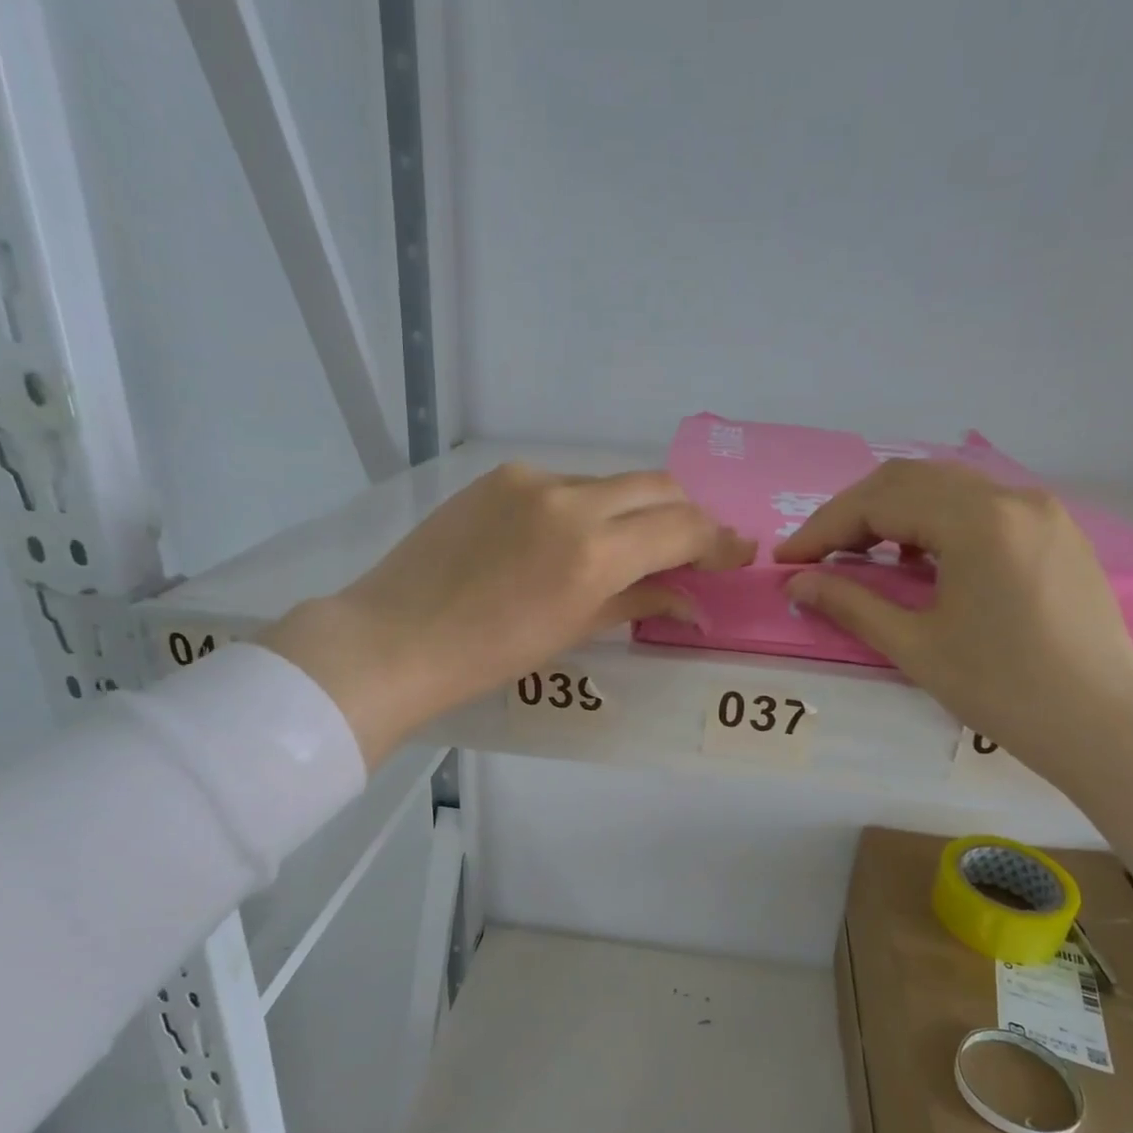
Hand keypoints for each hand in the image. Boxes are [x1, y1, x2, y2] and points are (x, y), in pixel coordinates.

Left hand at [261, 462, 752, 765]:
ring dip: (635, 511)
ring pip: (610, 483)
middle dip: (686, 515)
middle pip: (657, 487)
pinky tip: (570, 539)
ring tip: (631, 547)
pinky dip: (588, 507)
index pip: (681, 528)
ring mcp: (531, 480)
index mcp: (592, 551)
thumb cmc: (487, 655)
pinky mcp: (499, 476)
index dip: (718, 541)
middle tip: (695, 547)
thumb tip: (689, 600)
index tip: (738, 553)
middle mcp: (570, 500)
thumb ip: (637, 602)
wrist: (394, 637)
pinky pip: (564, 484)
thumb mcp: (571, 631)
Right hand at [774, 459, 1132, 781]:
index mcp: (978, 522)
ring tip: (859, 557)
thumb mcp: (916, 647)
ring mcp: (1039, 510)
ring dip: (892, 513)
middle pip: (909, 480)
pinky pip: (979, 505)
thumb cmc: (1004, 690)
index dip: (824, 527)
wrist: (1104, 724)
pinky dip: (933, 522)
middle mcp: (1011, 498)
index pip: (880, 501)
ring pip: (945, 487)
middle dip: (853, 513)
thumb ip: (851, 604)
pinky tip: (918, 561)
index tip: (788, 560)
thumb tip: (796, 582)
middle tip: (817, 555)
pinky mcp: (1054, 530)